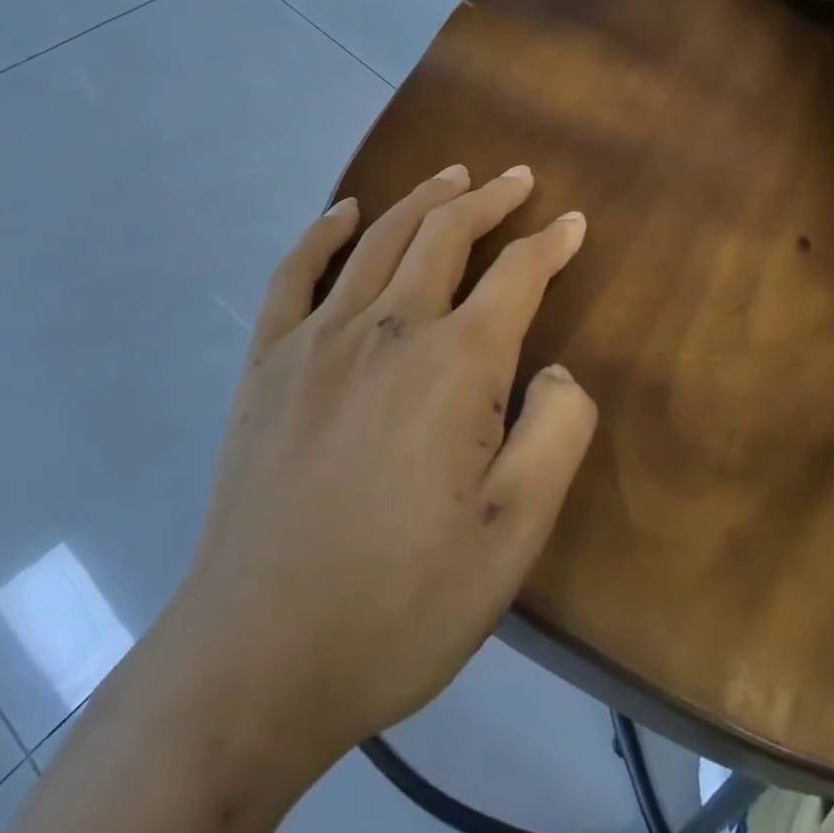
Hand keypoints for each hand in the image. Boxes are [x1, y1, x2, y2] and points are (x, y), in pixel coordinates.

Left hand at [175, 164, 596, 769]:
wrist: (258, 657)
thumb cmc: (403, 600)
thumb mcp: (516, 533)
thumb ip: (557, 433)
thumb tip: (556, 370)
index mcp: (455, 364)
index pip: (517, 276)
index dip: (552, 244)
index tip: (575, 222)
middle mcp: (388, 328)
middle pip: (446, 235)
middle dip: (488, 200)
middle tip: (515, 178)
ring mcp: (318, 339)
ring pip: (380, 239)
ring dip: (422, 199)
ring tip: (452, 175)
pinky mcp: (267, 363)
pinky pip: (295, 273)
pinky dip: (323, 232)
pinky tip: (343, 211)